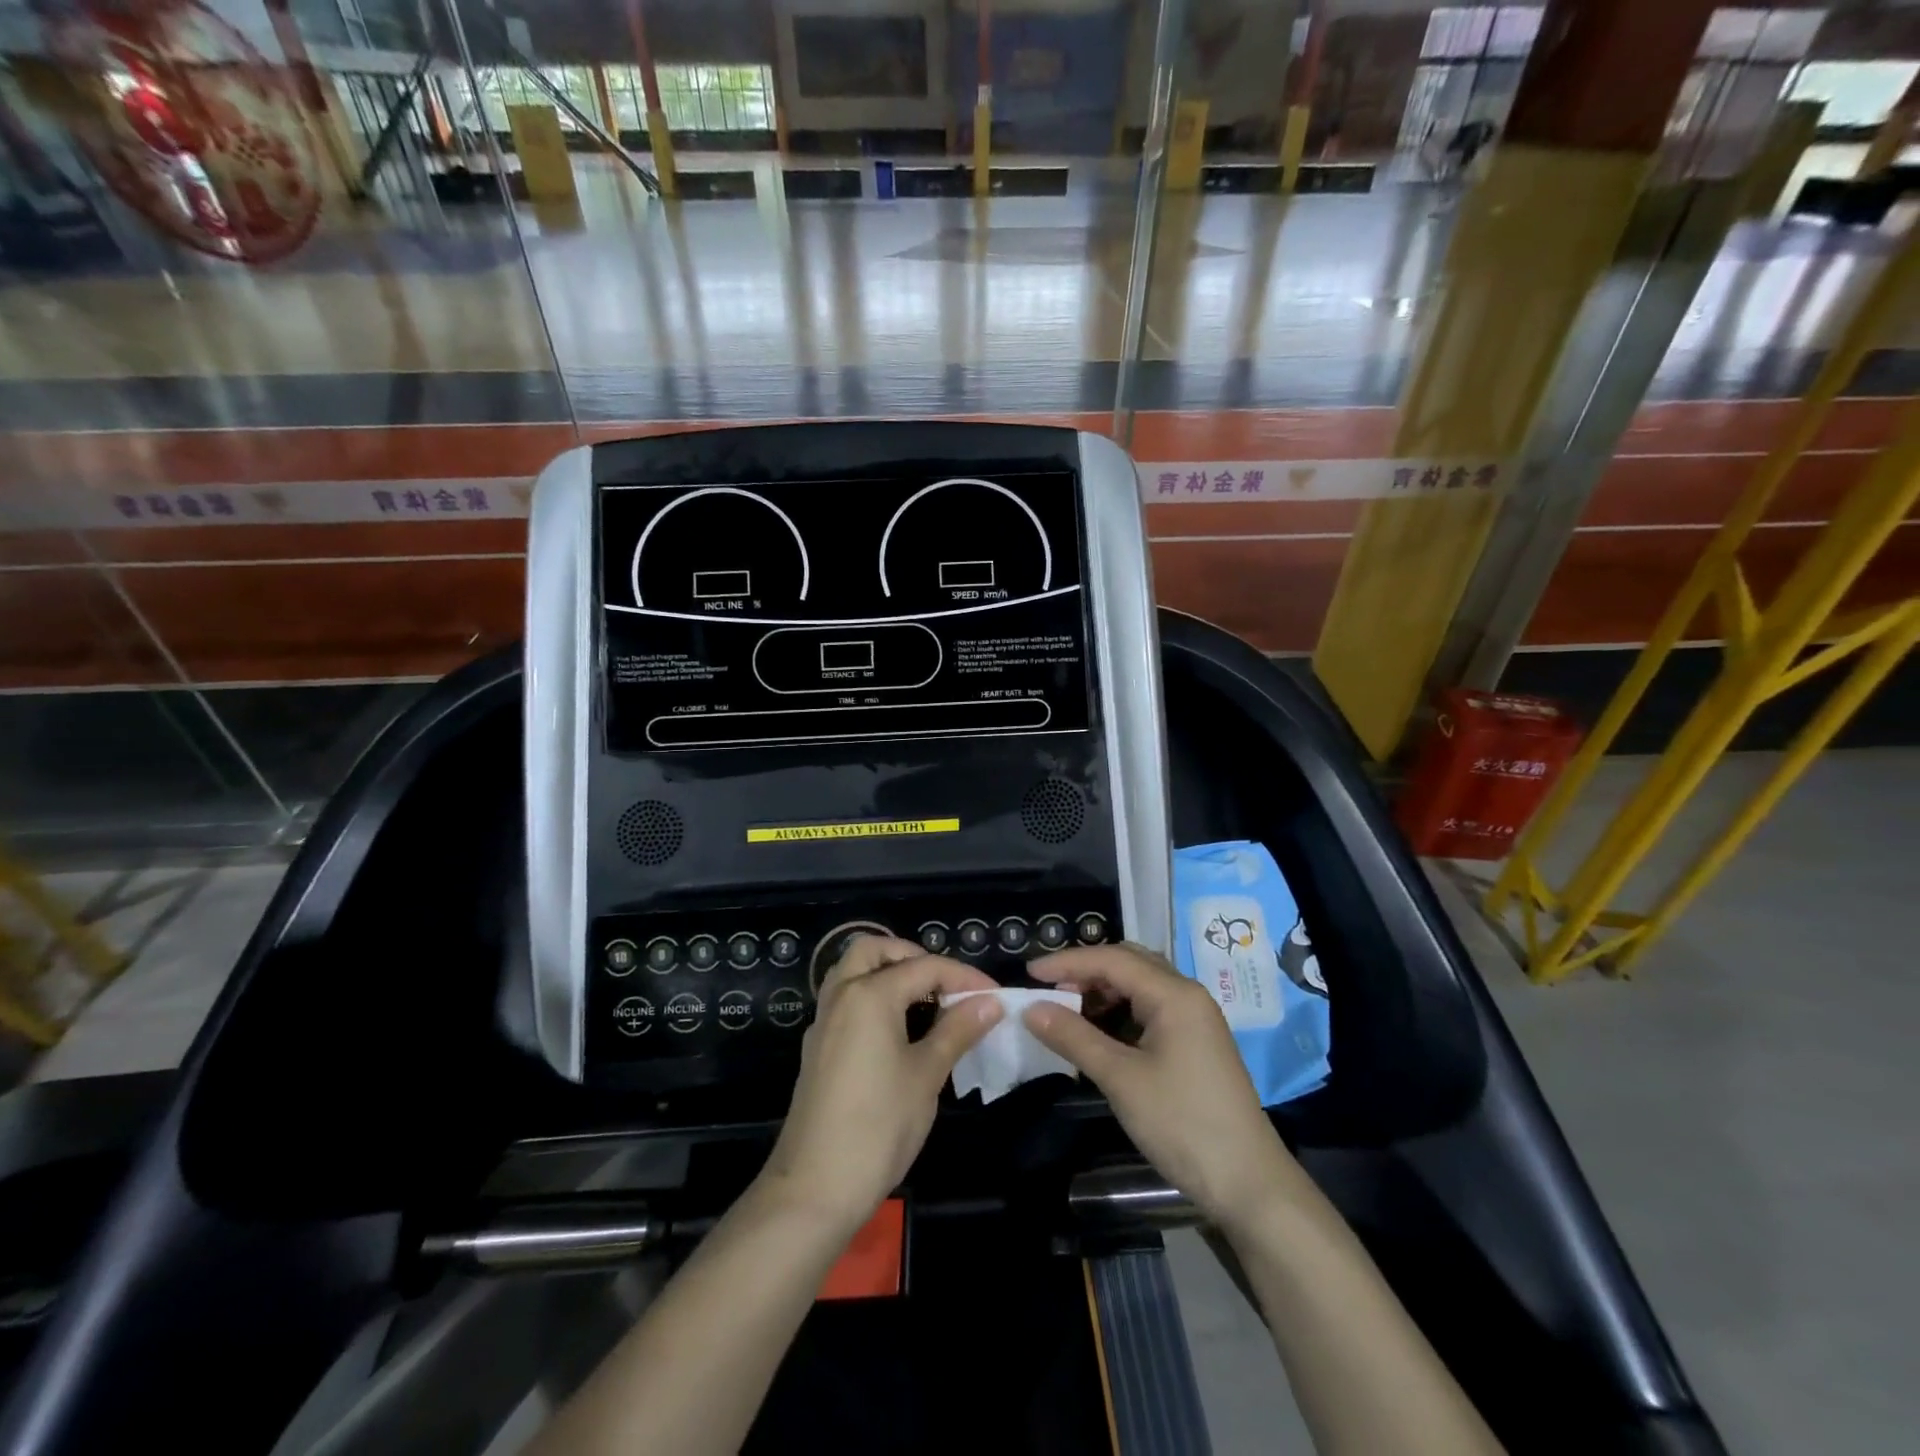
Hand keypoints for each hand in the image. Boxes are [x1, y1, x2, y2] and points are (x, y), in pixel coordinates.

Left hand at [760, 936, 1001, 1229]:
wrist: (815, 1187)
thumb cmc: (879, 1126)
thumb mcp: (926, 1075)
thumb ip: (957, 1030)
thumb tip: (991, 1002)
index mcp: (869, 994)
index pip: (925, 967)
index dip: (964, 977)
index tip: (996, 996)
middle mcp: (841, 996)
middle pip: (874, 950)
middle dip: (913, 956)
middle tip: (945, 983)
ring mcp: (824, 1022)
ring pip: (853, 972)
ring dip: (888, 972)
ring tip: (926, 1000)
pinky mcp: (818, 1048)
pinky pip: (846, 1000)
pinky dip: (872, 995)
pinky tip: (898, 1029)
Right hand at [1025, 944, 1296, 1224]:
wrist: (1249, 1184)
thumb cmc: (1183, 1124)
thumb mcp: (1121, 1079)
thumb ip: (1074, 1037)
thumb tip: (1030, 1008)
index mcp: (1174, 994)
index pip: (1112, 959)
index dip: (1067, 962)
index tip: (1029, 972)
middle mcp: (1187, 995)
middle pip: (1128, 964)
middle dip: (1085, 971)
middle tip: (1048, 990)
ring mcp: (1194, 1019)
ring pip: (1139, 987)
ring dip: (1102, 993)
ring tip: (1067, 1012)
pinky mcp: (1194, 1043)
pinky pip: (1149, 1011)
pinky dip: (1119, 1014)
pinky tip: (1097, 1035)